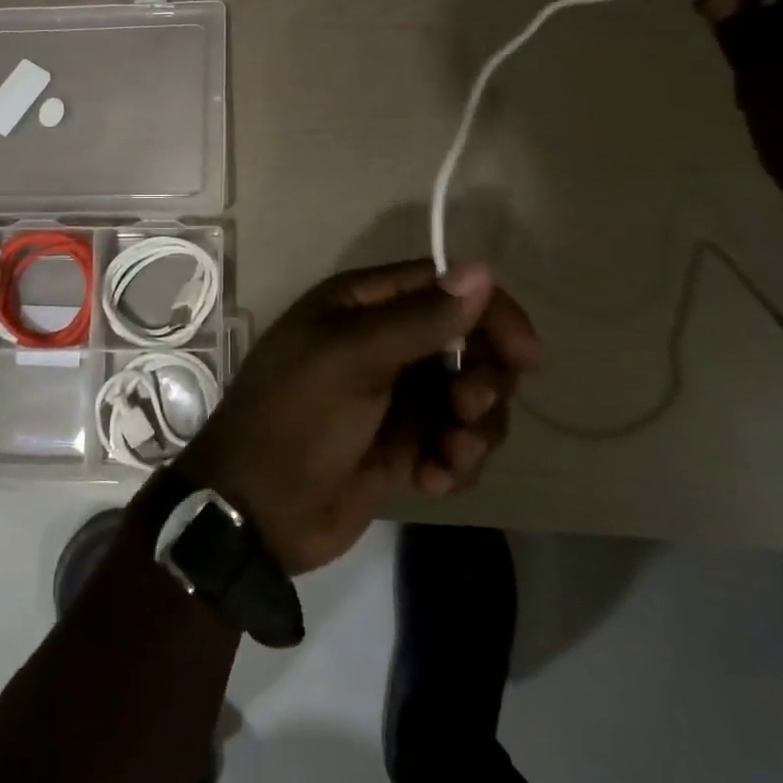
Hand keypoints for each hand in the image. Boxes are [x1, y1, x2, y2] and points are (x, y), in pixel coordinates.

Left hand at [177, 260, 539, 576]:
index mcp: (363, 305)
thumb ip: (420, 319)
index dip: (491, 314)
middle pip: (467, 342)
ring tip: (445, 454)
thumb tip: (483, 271)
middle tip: (466, 410)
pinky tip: (429, 480)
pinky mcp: (404, 445)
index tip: (527, 357)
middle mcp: (384, 341)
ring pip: (469, 397)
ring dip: (472, 428)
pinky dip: (454, 461)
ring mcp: (396, 395)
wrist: (256, 511)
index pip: (445, 287)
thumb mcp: (352, 359)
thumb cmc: (297, 417)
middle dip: (481, 379)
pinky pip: (456, 442)